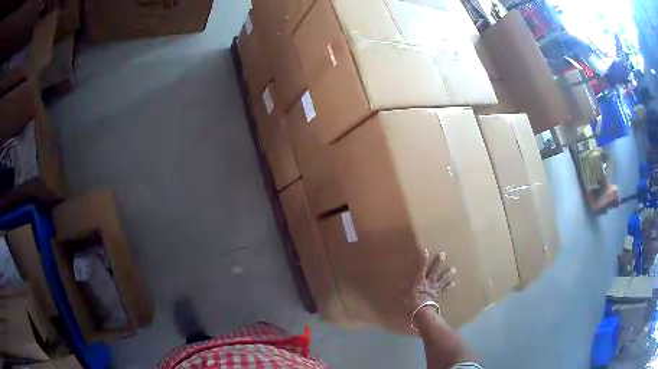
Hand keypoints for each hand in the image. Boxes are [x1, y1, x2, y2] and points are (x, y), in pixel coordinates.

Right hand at [407, 249, 455, 324]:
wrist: (423, 314)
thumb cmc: (412, 306)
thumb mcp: (404, 298)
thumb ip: (402, 292)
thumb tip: (395, 290)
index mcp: (420, 282)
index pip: (421, 268)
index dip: (423, 259)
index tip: (426, 250)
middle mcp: (429, 284)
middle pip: (435, 271)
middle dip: (438, 263)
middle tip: (443, 254)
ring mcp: (435, 290)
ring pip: (443, 279)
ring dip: (448, 274)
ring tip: (453, 268)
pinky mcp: (439, 296)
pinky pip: (445, 290)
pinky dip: (449, 286)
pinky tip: (453, 283)